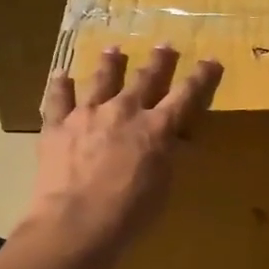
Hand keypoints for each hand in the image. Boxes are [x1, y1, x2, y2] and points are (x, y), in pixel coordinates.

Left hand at [24, 44, 223, 260]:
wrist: (75, 223)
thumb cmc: (128, 214)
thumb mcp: (162, 188)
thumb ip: (166, 159)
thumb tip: (174, 142)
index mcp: (156, 129)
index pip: (186, 96)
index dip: (201, 78)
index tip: (210, 60)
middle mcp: (123, 112)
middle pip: (145, 79)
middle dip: (158, 62)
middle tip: (164, 45)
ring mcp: (87, 115)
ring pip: (101, 80)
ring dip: (110, 63)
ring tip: (114, 49)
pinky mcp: (57, 126)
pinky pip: (58, 99)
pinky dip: (60, 85)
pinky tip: (61, 74)